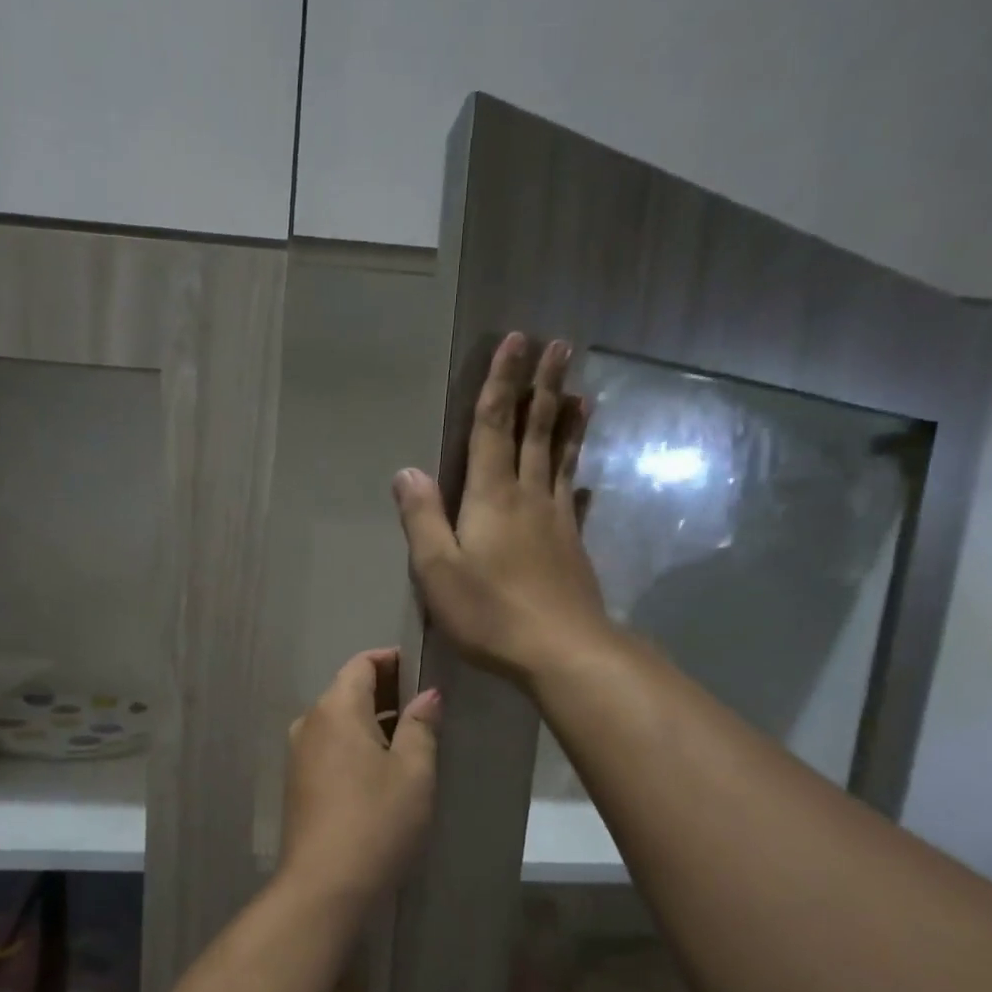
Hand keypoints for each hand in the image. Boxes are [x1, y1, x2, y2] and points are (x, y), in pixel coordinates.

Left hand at [280, 649, 440, 899]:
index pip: (362, 663)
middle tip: (427, 708)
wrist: (323, 886)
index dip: (394, 661)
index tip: (425, 672)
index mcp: (335, 708)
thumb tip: (427, 695)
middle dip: (387, 692)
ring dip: (373, 721)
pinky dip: (356, 744)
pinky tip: (383, 768)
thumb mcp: (414, 772)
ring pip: (340, 720)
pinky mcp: (298, 781)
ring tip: (412, 739)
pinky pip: (330, 746)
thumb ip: (420, 726)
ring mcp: (299, 753)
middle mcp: (310, 722)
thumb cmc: (376, 821)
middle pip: (349, 689)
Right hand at [393, 333, 612, 687]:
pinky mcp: (572, 546)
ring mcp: (557, 520)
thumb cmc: (490, 612)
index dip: (501, 384)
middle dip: (544, 387)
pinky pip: (574, 497)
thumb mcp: (438, 570)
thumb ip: (422, 518)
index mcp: (491, 497)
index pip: (493, 428)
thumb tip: (406, 471)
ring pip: (562, 459)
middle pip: (536, 432)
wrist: (561, 650)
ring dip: (567, 422)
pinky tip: (584, 476)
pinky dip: (577, 477)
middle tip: (559, 345)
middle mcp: (528, 497)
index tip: (516, 342)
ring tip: (580, 393)